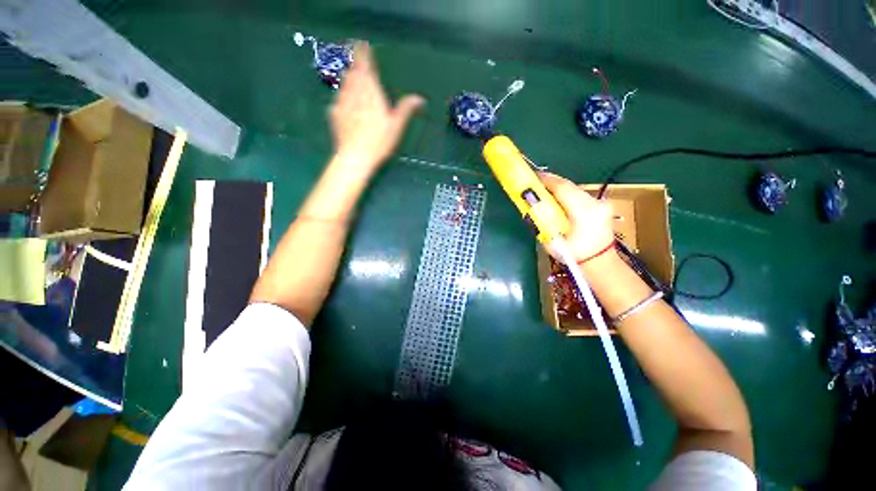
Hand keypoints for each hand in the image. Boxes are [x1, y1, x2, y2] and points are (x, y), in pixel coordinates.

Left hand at [329, 42, 424, 171]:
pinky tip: (344, 102)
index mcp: (370, 92)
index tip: (362, 44)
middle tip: (358, 60)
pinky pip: (337, 99)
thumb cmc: (379, 141)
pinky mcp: (334, 114)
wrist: (355, 157)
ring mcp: (341, 103)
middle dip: (356, 65)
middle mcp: (353, 93)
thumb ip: (406, 109)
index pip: (365, 67)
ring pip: (344, 84)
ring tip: (351, 77)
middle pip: (353, 73)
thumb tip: (420, 98)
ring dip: (348, 78)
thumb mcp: (396, 126)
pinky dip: (342, 96)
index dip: (363, 54)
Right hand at [539, 172, 614, 262]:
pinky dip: (567, 195)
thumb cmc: (573, 255)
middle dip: (551, 182)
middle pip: (569, 186)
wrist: (600, 263)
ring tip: (544, 190)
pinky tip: (558, 199)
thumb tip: (532, 206)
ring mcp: (601, 203)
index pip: (563, 188)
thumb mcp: (551, 240)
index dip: (546, 180)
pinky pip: (579, 195)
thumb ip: (542, 221)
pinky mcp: (601, 205)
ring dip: (558, 189)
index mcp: (583, 212)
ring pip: (575, 189)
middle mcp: (595, 203)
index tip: (532, 175)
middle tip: (534, 182)